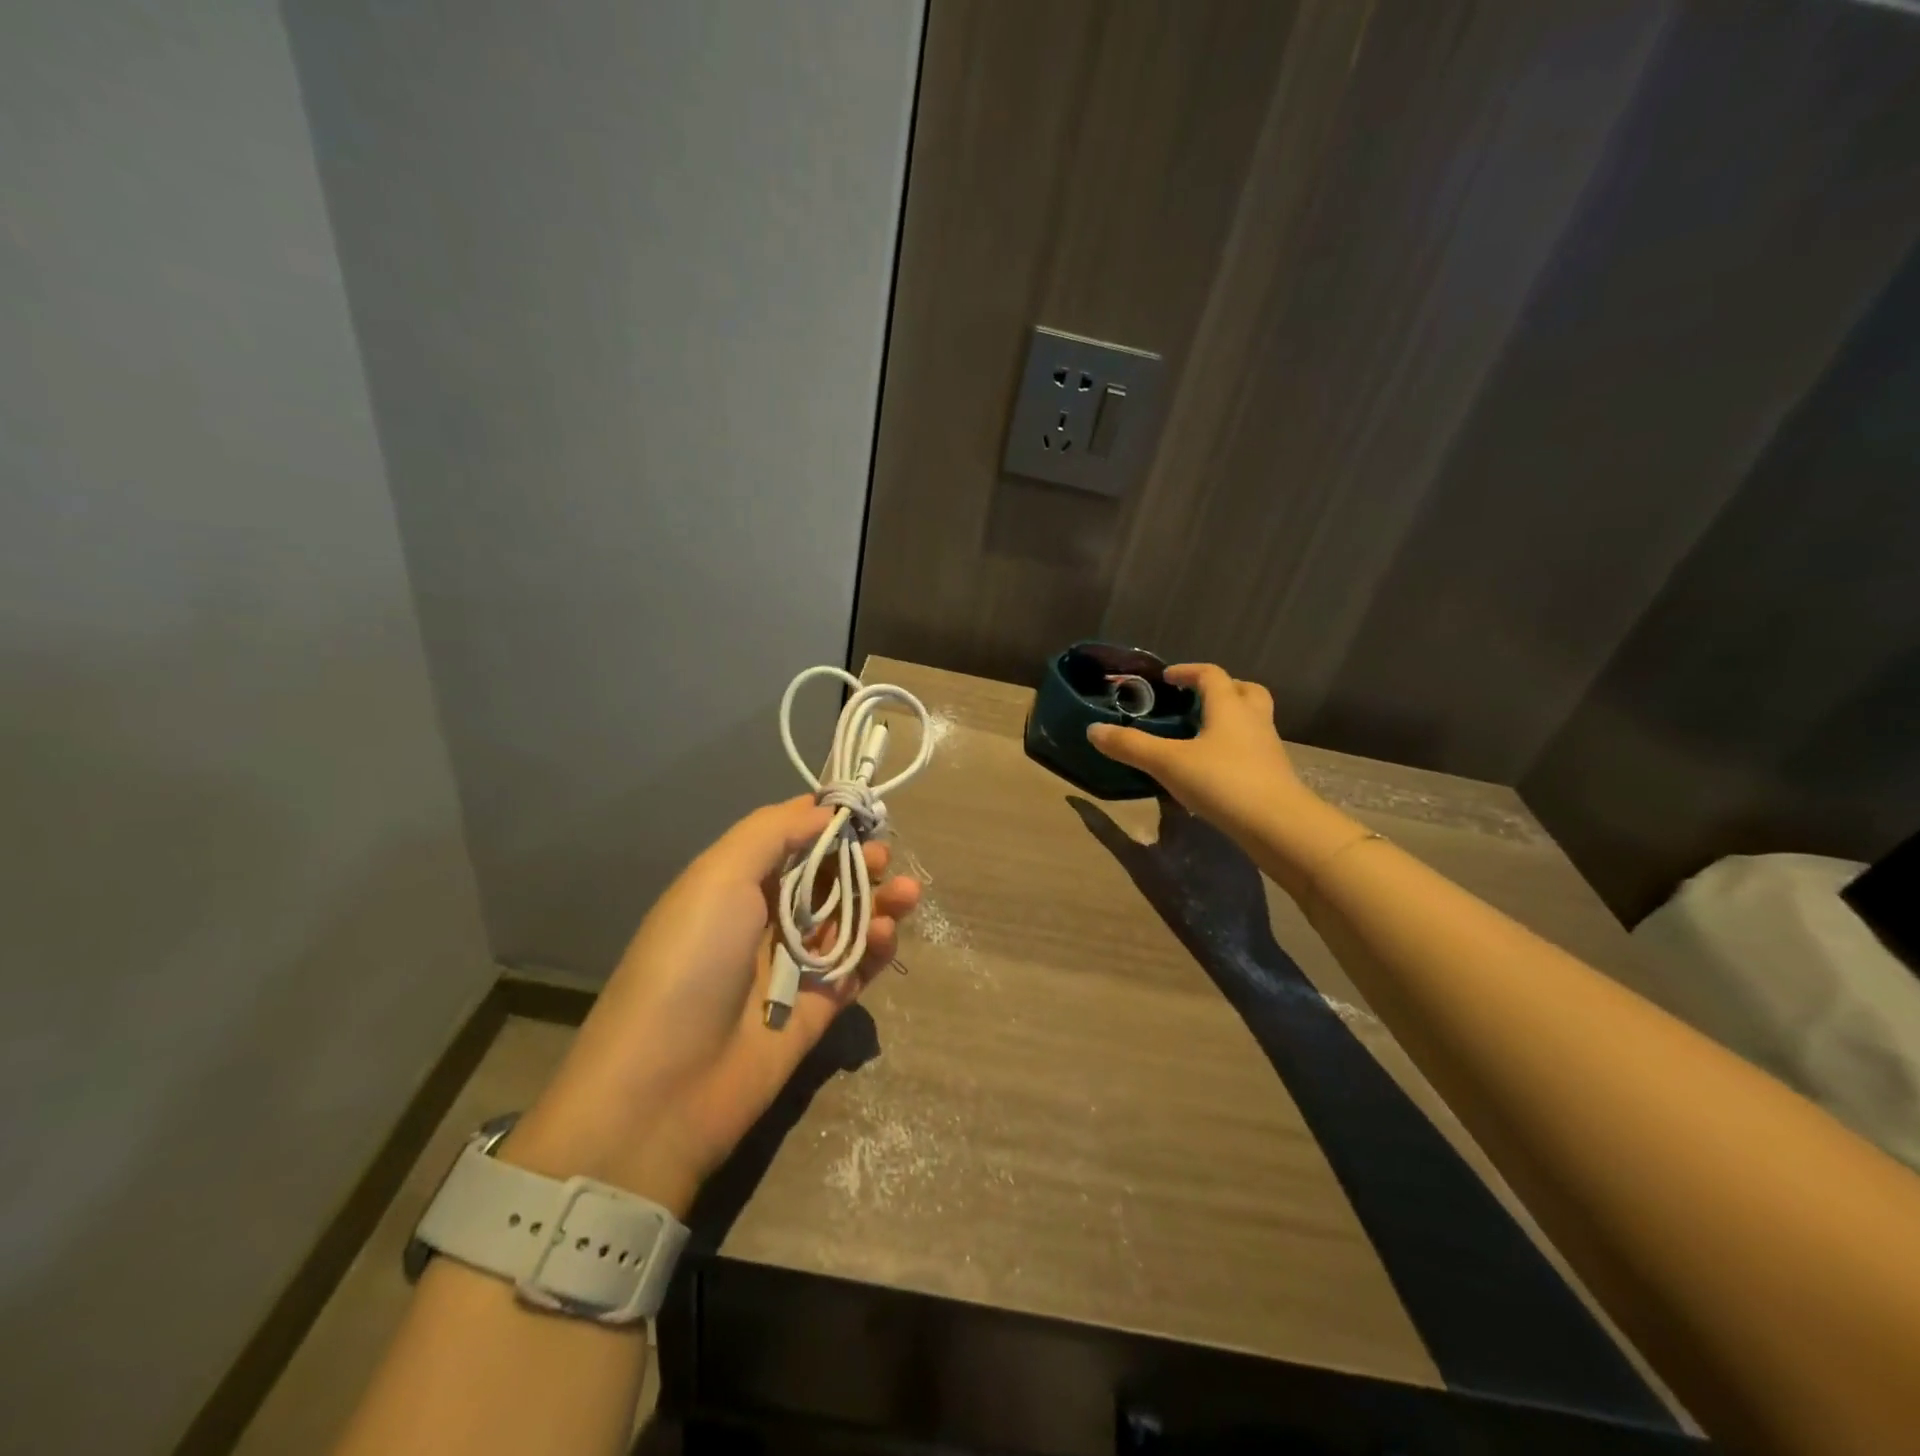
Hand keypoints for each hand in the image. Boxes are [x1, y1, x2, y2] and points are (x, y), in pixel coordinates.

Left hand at [502, 796, 919, 1213]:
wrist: (666, 1087)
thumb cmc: (691, 960)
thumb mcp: (719, 876)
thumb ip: (773, 832)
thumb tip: (823, 811)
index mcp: (734, 883)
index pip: (789, 838)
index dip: (826, 821)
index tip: (864, 809)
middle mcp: (763, 919)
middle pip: (824, 877)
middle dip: (858, 860)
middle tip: (882, 856)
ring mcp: (792, 965)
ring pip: (847, 919)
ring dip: (878, 900)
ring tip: (906, 892)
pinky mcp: (817, 1008)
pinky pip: (856, 967)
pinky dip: (875, 946)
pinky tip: (885, 933)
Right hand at [1087, 664, 1307, 833]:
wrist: (1278, 826)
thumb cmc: (1223, 782)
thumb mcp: (1167, 763)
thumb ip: (1130, 746)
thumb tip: (1093, 730)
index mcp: (1229, 707)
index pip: (1211, 675)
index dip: (1188, 671)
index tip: (1167, 678)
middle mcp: (1253, 720)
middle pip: (1245, 691)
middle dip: (1222, 689)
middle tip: (1196, 700)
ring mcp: (1267, 748)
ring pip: (1253, 721)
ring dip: (1231, 719)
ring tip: (1202, 735)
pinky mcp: (1273, 775)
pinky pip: (1253, 749)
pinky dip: (1234, 749)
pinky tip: (1215, 768)